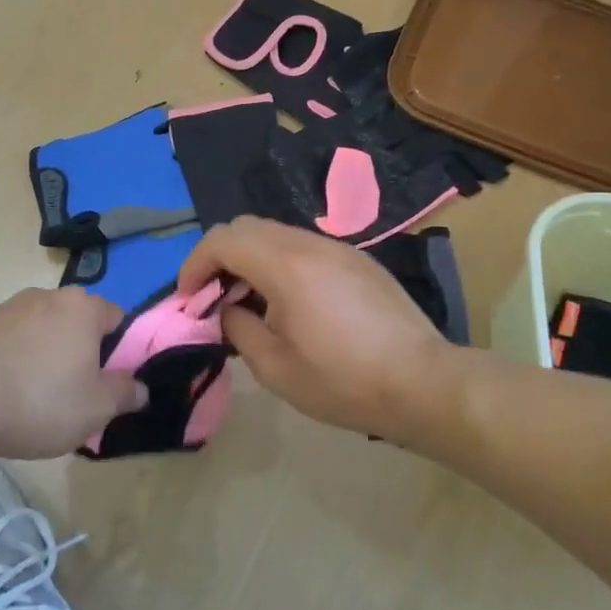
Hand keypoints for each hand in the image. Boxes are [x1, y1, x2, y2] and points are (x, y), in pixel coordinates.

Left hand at [0, 288, 147, 457]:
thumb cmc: (39, 399)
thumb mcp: (96, 408)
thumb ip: (125, 394)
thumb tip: (140, 388)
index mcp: (84, 308)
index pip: (117, 319)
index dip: (120, 352)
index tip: (111, 384)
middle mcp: (48, 297)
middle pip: (78, 325)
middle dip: (81, 355)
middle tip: (77, 396)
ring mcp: (8, 308)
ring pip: (43, 334)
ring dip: (46, 359)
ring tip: (36, 401)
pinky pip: (12, 344)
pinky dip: (15, 364)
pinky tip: (5, 396)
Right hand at [179, 217, 458, 441]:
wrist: (422, 382)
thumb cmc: (343, 381)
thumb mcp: (275, 368)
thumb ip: (239, 328)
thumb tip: (228, 310)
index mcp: (286, 265)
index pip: (223, 238)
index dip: (195, 264)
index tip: (188, 299)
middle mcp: (311, 244)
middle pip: (248, 227)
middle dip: (220, 258)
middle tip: (214, 300)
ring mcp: (340, 249)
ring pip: (277, 235)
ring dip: (251, 260)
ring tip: (250, 305)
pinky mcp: (359, 261)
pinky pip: (305, 248)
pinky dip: (281, 264)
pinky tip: (290, 305)